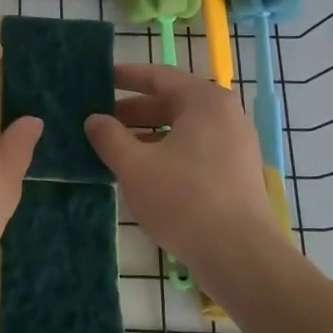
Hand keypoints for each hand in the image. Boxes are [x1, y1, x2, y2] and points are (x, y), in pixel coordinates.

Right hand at [84, 64, 289, 293]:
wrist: (238, 255)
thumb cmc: (183, 199)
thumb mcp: (134, 166)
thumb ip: (109, 137)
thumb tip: (94, 120)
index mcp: (204, 101)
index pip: (159, 76)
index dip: (125, 77)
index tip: (99, 80)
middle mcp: (225, 115)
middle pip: (171, 102)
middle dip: (133, 111)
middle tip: (99, 120)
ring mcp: (235, 145)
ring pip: (182, 129)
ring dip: (147, 135)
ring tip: (114, 148)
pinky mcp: (237, 173)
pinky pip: (195, 150)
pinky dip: (167, 153)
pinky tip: (142, 172)